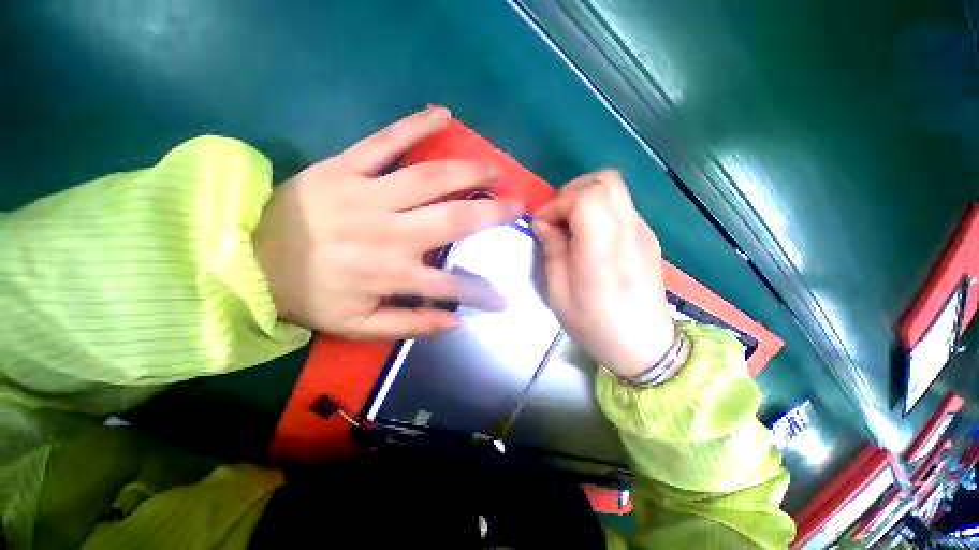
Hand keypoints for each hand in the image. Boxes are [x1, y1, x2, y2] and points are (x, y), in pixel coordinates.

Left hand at [254, 107, 521, 338]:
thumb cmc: (310, 296)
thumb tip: (457, 322)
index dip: (481, 293)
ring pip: (430, 177)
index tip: (503, 296)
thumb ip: (411, 326)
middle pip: (454, 219)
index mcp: (390, 274)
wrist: (247, 258)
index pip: (451, 286)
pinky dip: (415, 125)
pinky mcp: (344, 167)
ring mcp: (368, 195)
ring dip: (470, 171)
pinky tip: (442, 113)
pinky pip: (385, 141)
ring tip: (496, 169)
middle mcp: (388, 233)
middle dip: (493, 212)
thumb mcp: (360, 327)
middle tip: (518, 204)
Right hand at [533, 170, 676, 378]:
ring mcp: (643, 231)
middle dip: (572, 192)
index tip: (542, 225)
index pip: (586, 196)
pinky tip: (589, 236)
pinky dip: (600, 209)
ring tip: (570, 226)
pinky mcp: (648, 237)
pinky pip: (622, 206)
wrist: (646, 347)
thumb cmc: (596, 325)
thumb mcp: (559, 294)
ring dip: (586, 198)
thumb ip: (552, 251)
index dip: (558, 203)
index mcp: (604, 247)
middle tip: (556, 219)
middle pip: (605, 181)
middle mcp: (629, 230)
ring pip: (615, 189)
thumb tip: (544, 224)